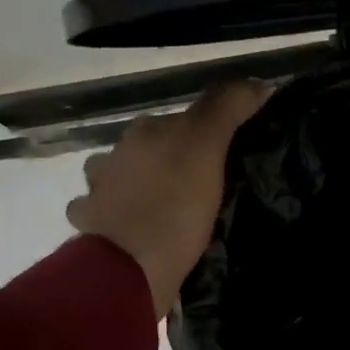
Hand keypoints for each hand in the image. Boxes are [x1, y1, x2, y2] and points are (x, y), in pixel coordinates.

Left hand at [67, 80, 271, 317]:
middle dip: (168, 162)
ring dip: (137, 188)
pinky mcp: (91, 230)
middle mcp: (114, 155)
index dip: (204, 138)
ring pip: (120, 181)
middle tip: (202, 189)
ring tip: (166, 212)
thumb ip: (227, 108)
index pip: (180, 122)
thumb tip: (258, 82)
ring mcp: (96, 193)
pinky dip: (117, 220)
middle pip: (147, 150)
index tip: (225, 160)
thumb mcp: (207, 147)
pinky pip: (105, 217)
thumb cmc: (173, 205)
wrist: (128, 268)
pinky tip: (134, 234)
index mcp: (143, 132)